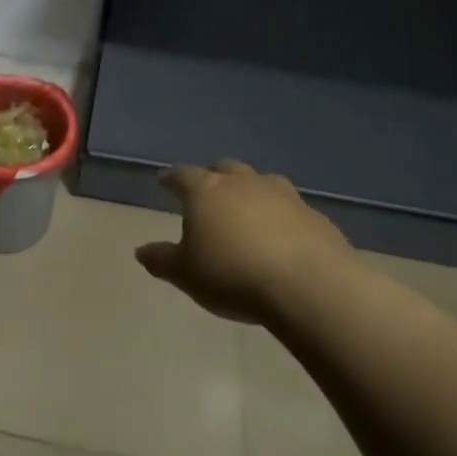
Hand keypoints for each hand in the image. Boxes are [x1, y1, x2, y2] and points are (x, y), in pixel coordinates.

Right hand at [134, 160, 361, 323]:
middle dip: (214, 177)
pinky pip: (292, 209)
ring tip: (248, 211)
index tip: (164, 181)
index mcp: (207, 191)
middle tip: (209, 192)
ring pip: (262, 182)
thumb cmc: (233, 275)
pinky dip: (282, 217)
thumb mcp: (186, 274)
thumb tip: (141, 251)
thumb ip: (162, 260)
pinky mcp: (315, 216)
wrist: (308, 286)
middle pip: (225, 169)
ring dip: (252, 192)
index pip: (183, 175)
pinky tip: (283, 237)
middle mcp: (244, 184)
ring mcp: (284, 196)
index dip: (171, 178)